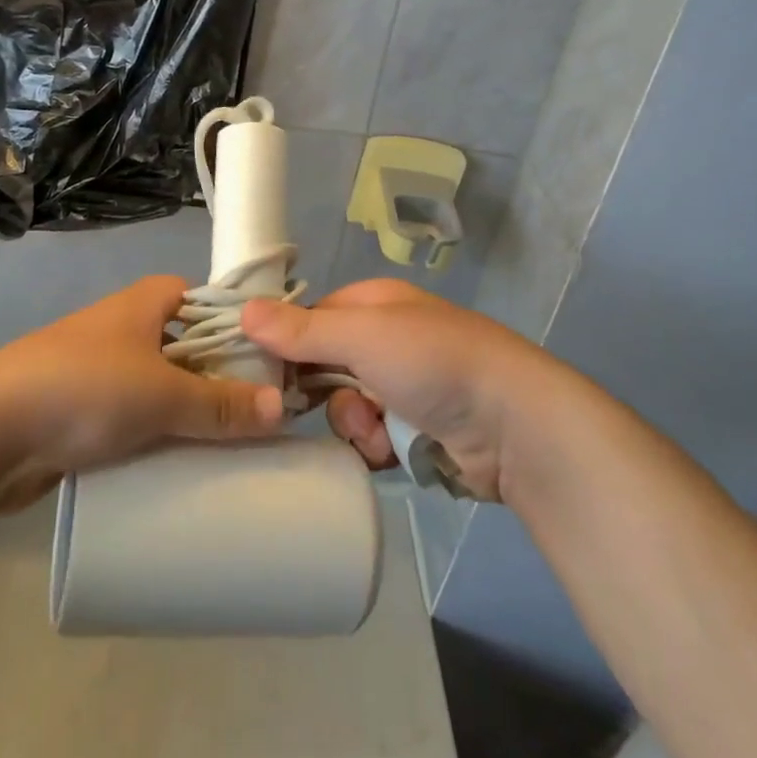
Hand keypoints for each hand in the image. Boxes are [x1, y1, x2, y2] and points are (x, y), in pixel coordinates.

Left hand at [0, 276, 285, 502]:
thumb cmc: (83, 388)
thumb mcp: (162, 394)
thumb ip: (222, 404)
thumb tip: (283, 408)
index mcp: (146, 302)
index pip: (208, 300)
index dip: (240, 326)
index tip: (273, 362)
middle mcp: (126, 327)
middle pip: (189, 346)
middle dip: (220, 377)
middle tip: (261, 413)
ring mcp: (102, 369)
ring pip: (163, 386)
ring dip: (189, 412)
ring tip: (231, 444)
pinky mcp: (84, 410)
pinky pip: (136, 416)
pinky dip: (158, 434)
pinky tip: (183, 464)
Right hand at [241, 280, 559, 501]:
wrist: (513, 424)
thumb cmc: (432, 362)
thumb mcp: (361, 337)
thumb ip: (301, 330)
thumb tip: (243, 310)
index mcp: (374, 305)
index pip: (310, 319)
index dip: (286, 345)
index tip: (264, 373)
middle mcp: (386, 340)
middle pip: (324, 368)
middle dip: (325, 394)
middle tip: (323, 407)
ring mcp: (403, 386)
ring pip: (345, 408)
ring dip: (353, 425)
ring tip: (377, 433)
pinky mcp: (417, 429)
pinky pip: (372, 438)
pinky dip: (376, 447)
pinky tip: (392, 452)